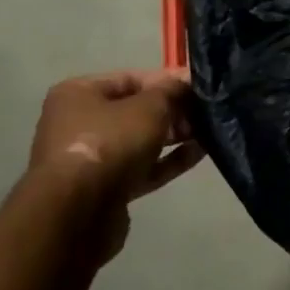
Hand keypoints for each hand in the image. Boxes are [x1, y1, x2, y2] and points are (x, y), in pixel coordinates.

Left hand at [28, 69, 204, 255]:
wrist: (79, 210)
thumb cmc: (110, 142)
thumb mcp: (149, 106)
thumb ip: (171, 91)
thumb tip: (187, 81)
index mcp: (79, 94)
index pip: (131, 78)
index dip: (168, 80)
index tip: (200, 85)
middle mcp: (80, 123)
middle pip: (136, 110)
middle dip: (174, 110)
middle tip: (208, 111)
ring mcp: (93, 158)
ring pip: (141, 140)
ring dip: (175, 135)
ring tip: (210, 131)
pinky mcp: (107, 188)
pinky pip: (143, 167)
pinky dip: (169, 160)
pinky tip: (200, 152)